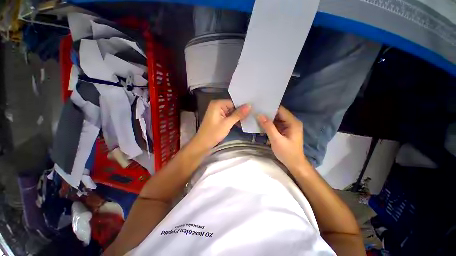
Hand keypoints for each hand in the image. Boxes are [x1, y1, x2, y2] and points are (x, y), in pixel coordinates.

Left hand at [193, 100, 250, 149]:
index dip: (242, 107)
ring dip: (237, 117)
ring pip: (231, 112)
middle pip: (232, 107)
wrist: (202, 144)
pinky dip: (233, 120)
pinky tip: (241, 124)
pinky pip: (228, 117)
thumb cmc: (213, 133)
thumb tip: (249, 105)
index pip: (233, 102)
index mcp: (217, 104)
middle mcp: (217, 106)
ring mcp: (217, 112)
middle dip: (240, 113)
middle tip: (252, 116)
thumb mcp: (227, 123)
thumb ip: (238, 114)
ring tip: (248, 121)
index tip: (252, 111)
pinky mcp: (218, 118)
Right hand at [257, 106, 307, 168]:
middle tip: (255, 111)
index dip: (270, 107)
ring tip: (255, 117)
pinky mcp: (284, 131)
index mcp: (293, 122)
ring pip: (276, 119)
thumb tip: (259, 115)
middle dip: (267, 113)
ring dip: (267, 119)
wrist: (294, 164)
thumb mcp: (276, 140)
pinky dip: (268, 125)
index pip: (280, 110)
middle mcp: (291, 122)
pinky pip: (275, 125)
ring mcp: (288, 126)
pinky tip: (260, 125)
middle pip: (278, 114)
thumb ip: (268, 127)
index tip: (259, 106)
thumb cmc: (287, 153)